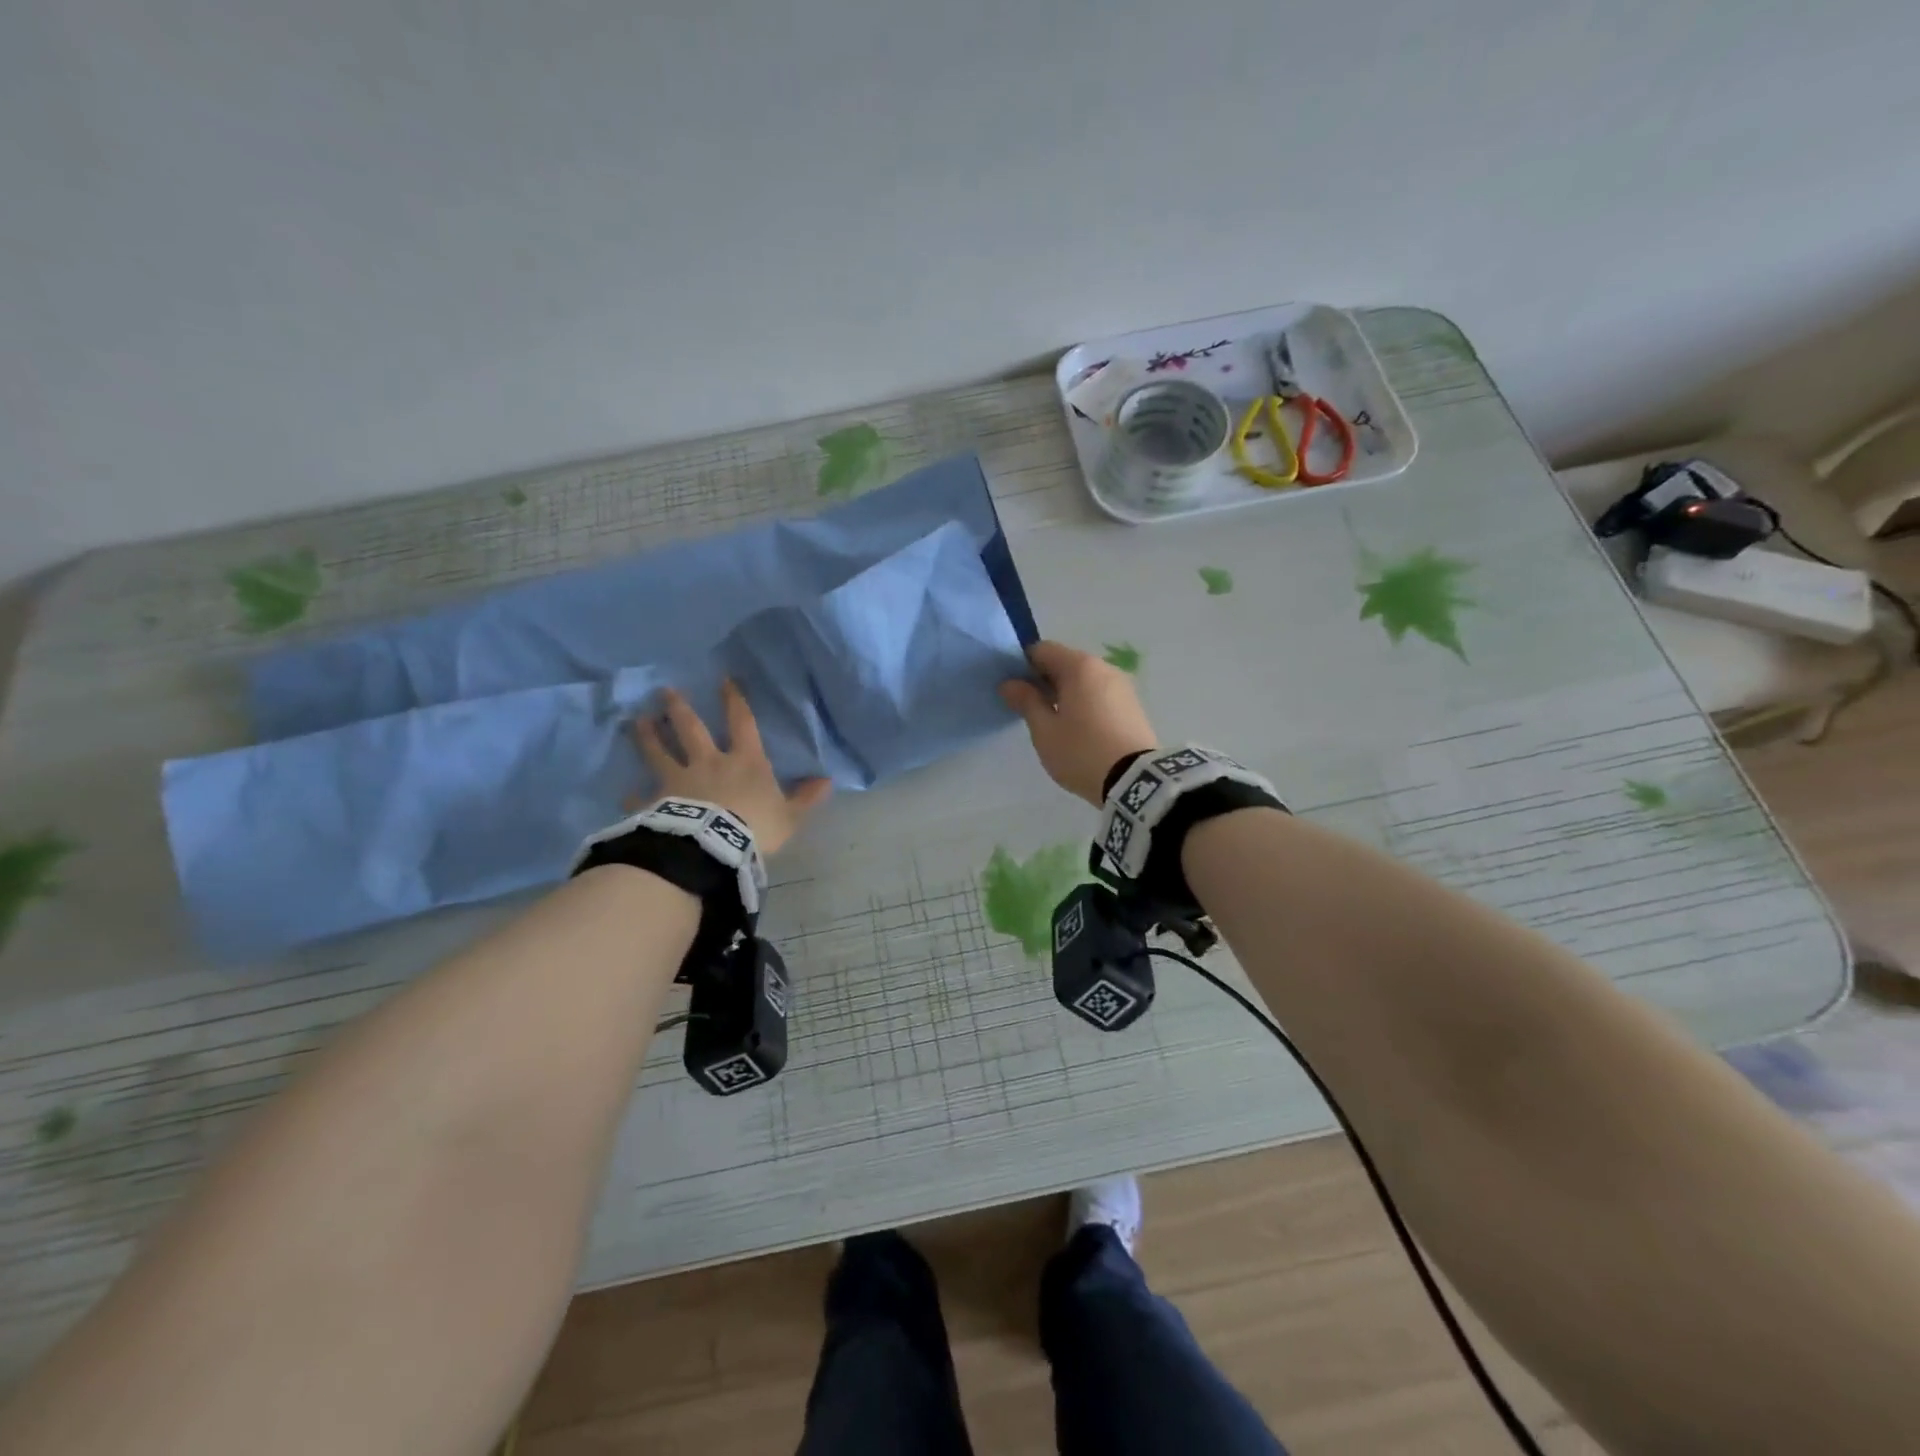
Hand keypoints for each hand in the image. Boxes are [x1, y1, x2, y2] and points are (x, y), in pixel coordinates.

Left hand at [633, 681, 831, 854]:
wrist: (712, 848)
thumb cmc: (755, 827)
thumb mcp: (790, 815)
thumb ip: (806, 798)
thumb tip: (826, 780)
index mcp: (744, 761)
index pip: (742, 722)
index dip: (734, 701)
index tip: (724, 680)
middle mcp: (708, 762)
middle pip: (691, 729)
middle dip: (679, 708)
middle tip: (665, 691)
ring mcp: (679, 780)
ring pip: (659, 751)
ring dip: (648, 735)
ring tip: (637, 721)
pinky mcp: (657, 801)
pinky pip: (642, 796)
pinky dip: (634, 794)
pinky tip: (626, 793)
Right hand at [999, 640, 1157, 805]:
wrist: (1136, 780)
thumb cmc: (1081, 752)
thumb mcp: (1045, 731)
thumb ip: (1026, 701)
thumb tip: (1010, 684)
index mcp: (1079, 666)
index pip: (1042, 650)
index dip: (1023, 666)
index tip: (1015, 692)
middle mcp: (1103, 667)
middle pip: (1065, 663)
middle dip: (1045, 680)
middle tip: (1032, 711)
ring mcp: (1123, 685)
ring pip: (1084, 680)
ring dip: (1066, 693)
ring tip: (1057, 724)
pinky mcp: (1133, 705)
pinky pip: (1100, 694)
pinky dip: (1085, 702)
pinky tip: (1081, 729)